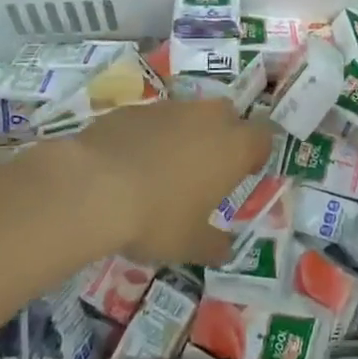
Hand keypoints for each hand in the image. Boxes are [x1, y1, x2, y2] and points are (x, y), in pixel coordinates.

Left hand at [62, 99, 274, 264]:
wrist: (93, 186)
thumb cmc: (157, 217)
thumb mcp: (190, 244)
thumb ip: (214, 245)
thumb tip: (226, 250)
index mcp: (233, 147)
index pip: (264, 136)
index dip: (256, 153)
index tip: (244, 173)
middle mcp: (208, 118)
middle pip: (228, 116)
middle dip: (222, 136)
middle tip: (206, 170)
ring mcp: (169, 107)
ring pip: (189, 114)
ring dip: (185, 134)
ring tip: (164, 169)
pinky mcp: (134, 108)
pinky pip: (153, 119)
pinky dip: (150, 135)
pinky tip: (130, 164)